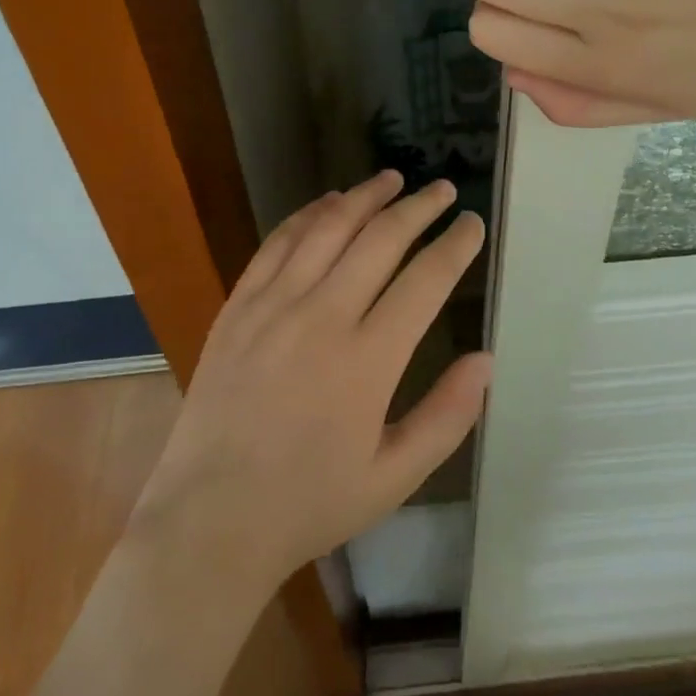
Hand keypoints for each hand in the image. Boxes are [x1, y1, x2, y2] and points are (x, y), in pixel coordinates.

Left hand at [129, 172, 490, 590]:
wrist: (210, 517)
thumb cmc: (309, 502)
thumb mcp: (393, 477)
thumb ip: (447, 417)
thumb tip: (486, 359)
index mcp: (368, 360)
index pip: (426, 281)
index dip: (455, 245)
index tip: (472, 224)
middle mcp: (323, 317)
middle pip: (381, 240)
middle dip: (419, 207)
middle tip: (443, 189)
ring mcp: (274, 304)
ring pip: (329, 228)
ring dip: (366, 197)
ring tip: (393, 178)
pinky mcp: (240, 304)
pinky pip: (278, 242)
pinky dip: (309, 214)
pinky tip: (329, 202)